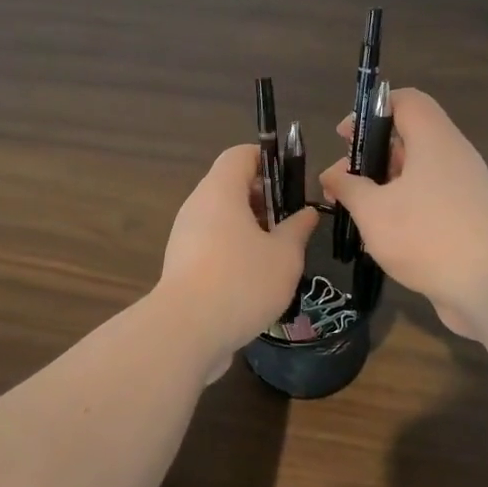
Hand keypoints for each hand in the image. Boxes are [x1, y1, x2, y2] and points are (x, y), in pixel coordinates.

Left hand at [155, 144, 319, 376]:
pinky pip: (212, 245)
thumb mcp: (285, 256)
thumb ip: (297, 230)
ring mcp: (184, 237)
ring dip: (251, 230)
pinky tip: (256, 280)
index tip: (293, 182)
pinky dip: (234, 252)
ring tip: (279, 255)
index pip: (240, 155)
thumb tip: (306, 212)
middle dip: (264, 200)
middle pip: (230, 187)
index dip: (268, 160)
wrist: (186, 331)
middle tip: (292, 224)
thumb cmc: (242, 282)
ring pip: (222, 220)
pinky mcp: (181, 266)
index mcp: (220, 191)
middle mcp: (197, 207)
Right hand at [319, 88, 487, 338]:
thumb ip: (348, 186)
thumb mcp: (372, 210)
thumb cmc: (424, 236)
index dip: (371, 110)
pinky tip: (380, 236)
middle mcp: (453, 155)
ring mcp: (464, 187)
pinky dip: (403, 206)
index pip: (405, 101)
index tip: (344, 138)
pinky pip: (430, 197)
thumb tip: (332, 174)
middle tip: (342, 183)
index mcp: (434, 140)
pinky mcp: (468, 215)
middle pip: (408, 138)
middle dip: (370, 156)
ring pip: (417, 172)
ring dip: (383, 185)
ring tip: (355, 212)